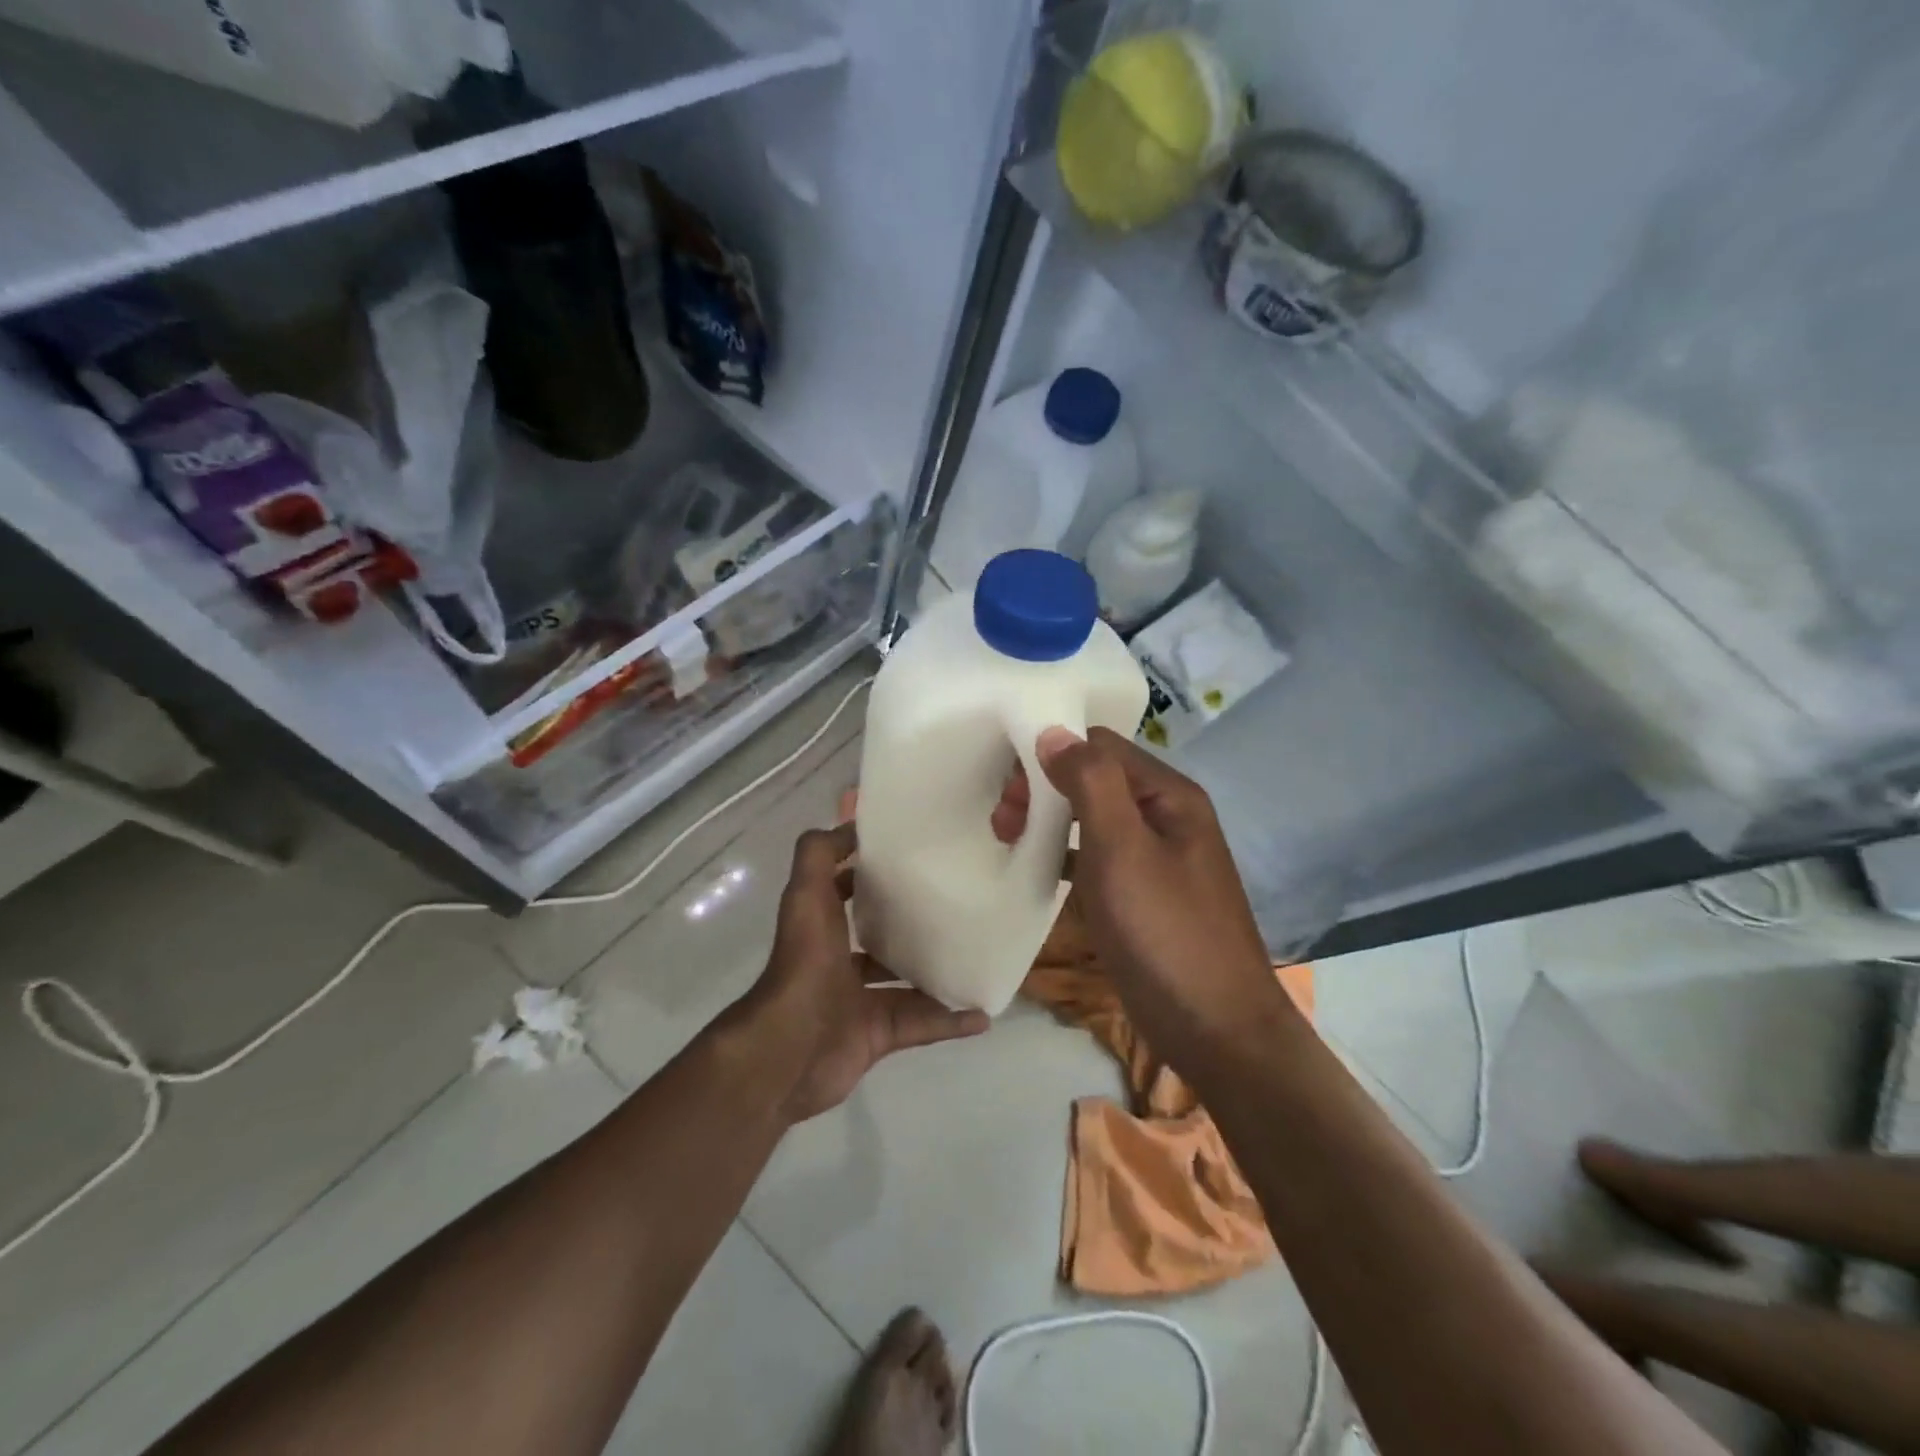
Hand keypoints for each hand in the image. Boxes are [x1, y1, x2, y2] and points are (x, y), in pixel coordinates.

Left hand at [745, 822, 988, 1122]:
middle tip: (956, 902)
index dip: (867, 871)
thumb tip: (851, 824)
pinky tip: (983, 1012)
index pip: (844, 889)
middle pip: (879, 937)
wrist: (791, 1050)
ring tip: (977, 953)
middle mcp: (838, 960)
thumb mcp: (807, 894)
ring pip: (905, 983)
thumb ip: (820, 854)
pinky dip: (950, 1021)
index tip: (910, 855)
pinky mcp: (878, 1035)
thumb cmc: (804, 964)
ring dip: (937, 972)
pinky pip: (922, 1024)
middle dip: (909, 922)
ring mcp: (857, 1000)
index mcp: (821, 925)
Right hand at [996, 728, 1287, 1054]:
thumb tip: (1054, 732)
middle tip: (1003, 822)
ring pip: (1091, 816)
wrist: (1215, 1029)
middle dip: (1044, 788)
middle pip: (1094, 777)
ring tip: (1008, 839)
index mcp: (1168, 794)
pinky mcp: (1143, 893)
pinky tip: (1037, 870)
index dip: (1051, 754)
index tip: (1008, 788)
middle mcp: (1165, 815)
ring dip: (1049, 819)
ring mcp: (1155, 856)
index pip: (1100, 744)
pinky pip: (1096, 855)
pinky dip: (1064, 853)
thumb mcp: (1122, 848)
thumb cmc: (1165, 931)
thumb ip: (1090, 782)